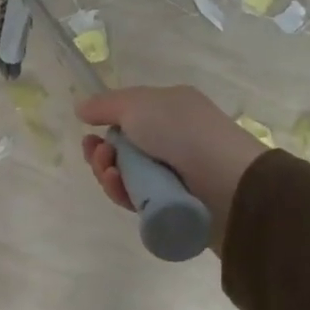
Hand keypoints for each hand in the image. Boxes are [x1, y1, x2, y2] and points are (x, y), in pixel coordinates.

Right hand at [75, 86, 266, 245]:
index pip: (129, 116)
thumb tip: (81, 108)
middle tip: (99, 155)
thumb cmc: (182, 132)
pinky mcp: (169, 205)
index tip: (89, 132)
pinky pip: (134, 199)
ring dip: (107, 172)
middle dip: (102, 153)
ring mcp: (171, 174)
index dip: (105, 124)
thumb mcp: (138, 104)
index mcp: (169, 110)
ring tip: (110, 172)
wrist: (227, 183)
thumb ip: (105, 105)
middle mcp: (171, 140)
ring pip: (124, 175)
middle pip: (122, 149)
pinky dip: (121, 192)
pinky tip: (117, 185)